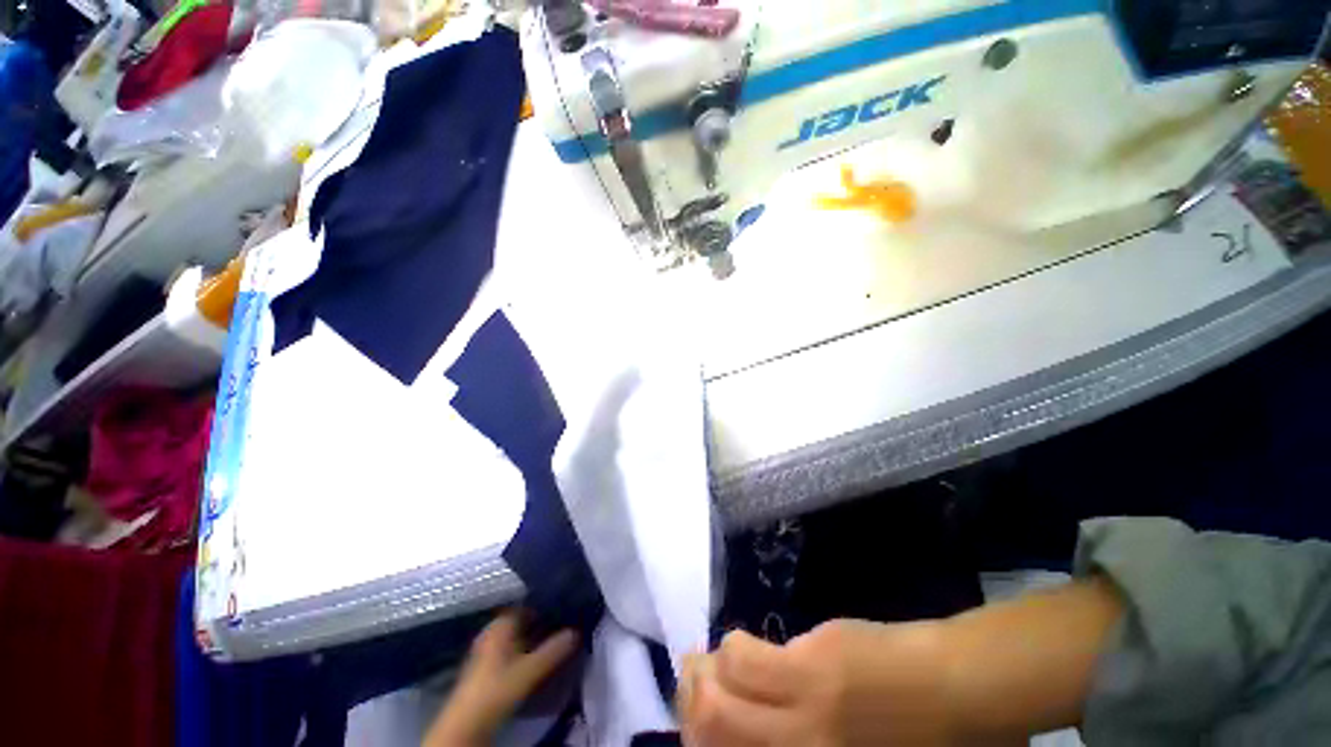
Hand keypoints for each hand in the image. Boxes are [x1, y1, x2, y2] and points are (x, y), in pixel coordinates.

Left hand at [425, 612, 578, 746]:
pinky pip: (508, 651)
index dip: (540, 609)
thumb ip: (553, 650)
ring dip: (531, 640)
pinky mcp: (486, 667)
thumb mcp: (532, 669)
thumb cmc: (501, 685)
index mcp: (497, 629)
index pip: (519, 609)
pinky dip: (523, 652)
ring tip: (554, 644)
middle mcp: (489, 635)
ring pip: (512, 639)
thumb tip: (575, 632)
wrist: (474, 713)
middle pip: (516, 624)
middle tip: (563, 628)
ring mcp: (485, 651)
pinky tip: (536, 662)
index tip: (562, 612)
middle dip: (537, 625)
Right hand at [678, 620, 955, 746]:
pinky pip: (761, 650)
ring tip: (723, 660)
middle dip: (690, 705)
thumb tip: (775, 732)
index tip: (700, 730)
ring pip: (724, 678)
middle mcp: (792, 738)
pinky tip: (766, 646)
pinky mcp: (822, 651)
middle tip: (696, 689)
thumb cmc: (937, 740)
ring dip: (712, 669)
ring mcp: (803, 694)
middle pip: (709, 721)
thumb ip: (812, 743)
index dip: (701, 740)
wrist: (980, 684)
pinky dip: (746, 648)